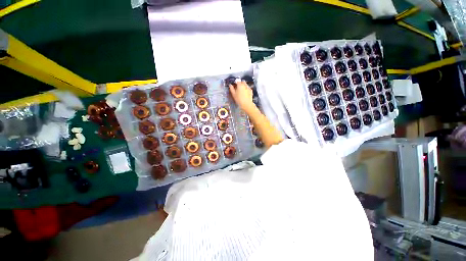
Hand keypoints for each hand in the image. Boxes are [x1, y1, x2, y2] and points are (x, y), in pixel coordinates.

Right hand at [229, 81, 255, 111]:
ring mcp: (248, 87)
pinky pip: (248, 88)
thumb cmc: (239, 99)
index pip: (237, 81)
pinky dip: (246, 88)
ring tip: (241, 90)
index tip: (234, 85)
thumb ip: (231, 89)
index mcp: (240, 85)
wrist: (247, 104)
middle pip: (242, 82)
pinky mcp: (251, 91)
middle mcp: (245, 85)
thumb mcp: (234, 94)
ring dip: (243, 85)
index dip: (236, 82)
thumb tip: (230, 85)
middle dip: (240, 83)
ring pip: (245, 84)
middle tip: (238, 87)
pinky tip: (245, 93)